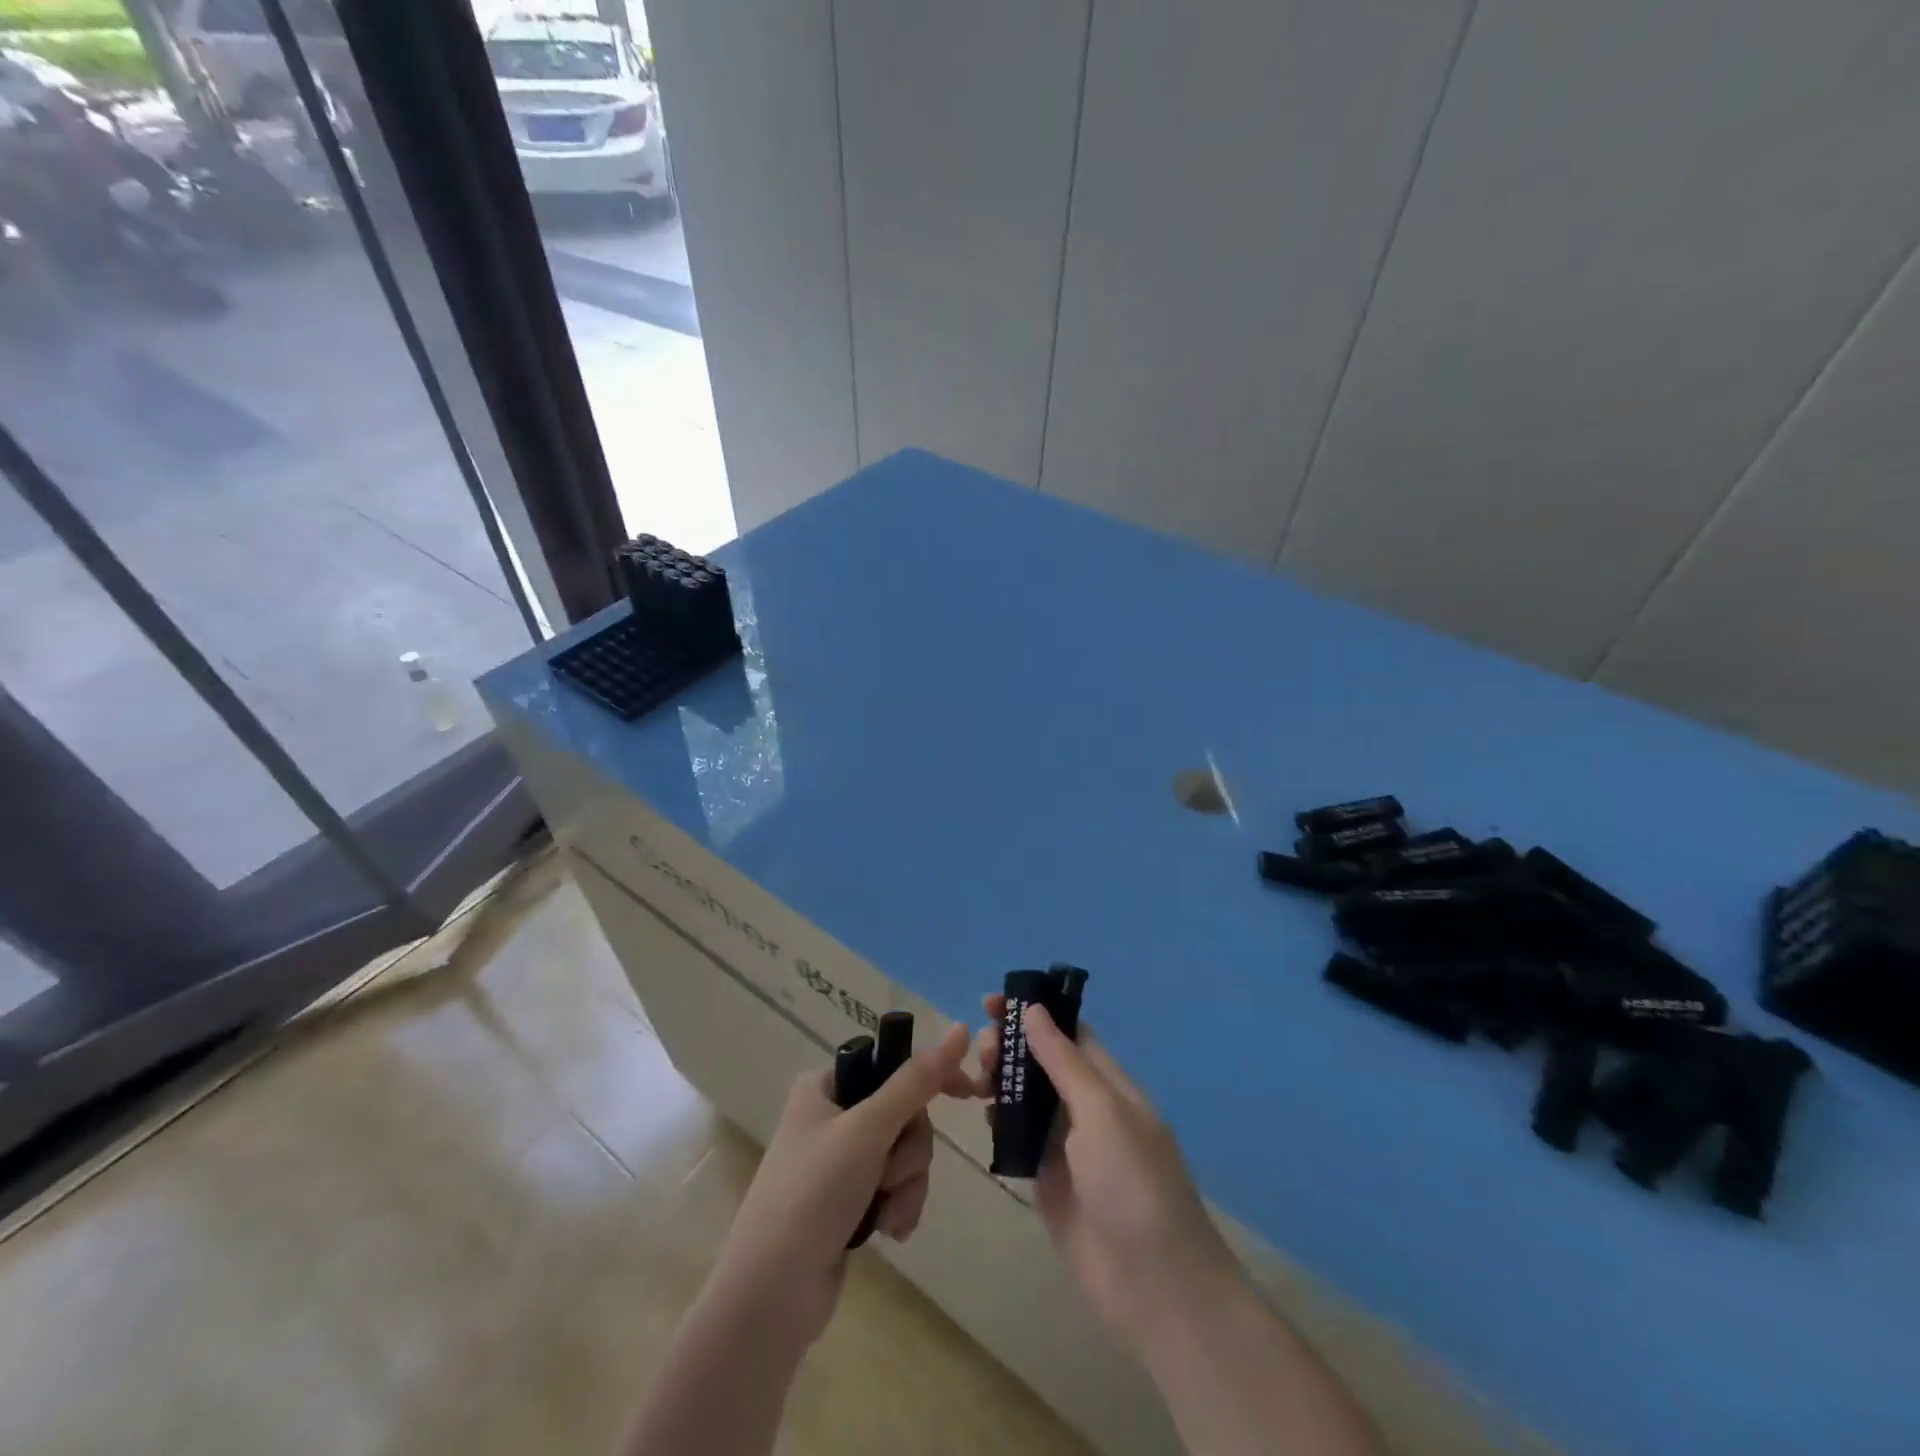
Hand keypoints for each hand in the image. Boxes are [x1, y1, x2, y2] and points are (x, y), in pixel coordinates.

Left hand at [711, 1023, 973, 1347]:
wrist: (771, 1296)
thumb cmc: (813, 1195)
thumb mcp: (867, 1130)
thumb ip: (914, 1083)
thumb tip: (958, 1032)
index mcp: (825, 1086)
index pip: (891, 1063)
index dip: (933, 1075)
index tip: (970, 1093)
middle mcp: (831, 1116)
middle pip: (904, 1114)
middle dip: (910, 1151)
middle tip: (892, 1176)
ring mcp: (839, 1161)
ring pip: (904, 1154)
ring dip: (907, 1185)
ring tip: (887, 1216)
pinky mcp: (848, 1200)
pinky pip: (894, 1187)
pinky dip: (898, 1206)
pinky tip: (888, 1233)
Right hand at [975, 995, 1240, 1355]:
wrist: (1155, 1286)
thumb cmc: (1133, 1184)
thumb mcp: (1102, 1112)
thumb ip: (1064, 1060)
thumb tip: (1034, 1009)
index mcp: (1109, 1084)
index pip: (1069, 1033)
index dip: (1035, 1013)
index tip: (993, 1002)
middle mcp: (1087, 1108)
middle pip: (1043, 1062)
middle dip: (1012, 1046)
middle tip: (982, 1049)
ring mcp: (1067, 1146)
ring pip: (1027, 1098)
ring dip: (1002, 1080)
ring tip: (976, 1079)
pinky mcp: (1048, 1181)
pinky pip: (1019, 1138)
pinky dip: (999, 1121)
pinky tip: (982, 1114)